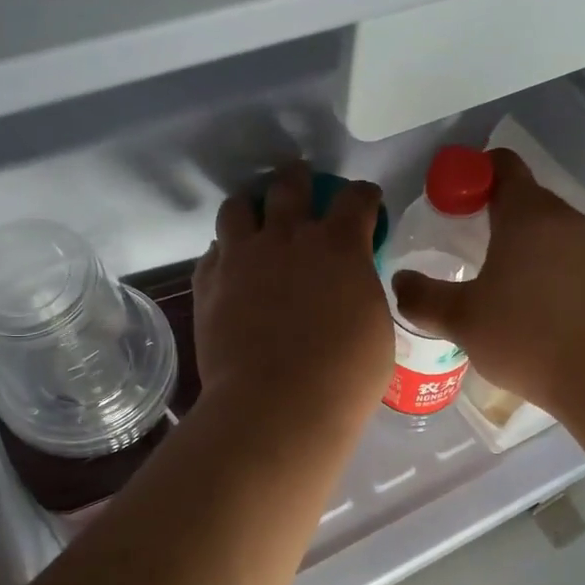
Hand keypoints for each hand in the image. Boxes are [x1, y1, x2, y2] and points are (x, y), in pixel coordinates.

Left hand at [194, 164, 393, 421]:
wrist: (277, 406)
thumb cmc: (344, 376)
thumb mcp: (375, 328)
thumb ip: (360, 293)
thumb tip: (350, 287)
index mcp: (339, 246)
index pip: (355, 198)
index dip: (363, 195)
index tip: (365, 200)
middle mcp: (288, 238)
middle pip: (289, 185)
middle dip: (299, 178)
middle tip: (300, 182)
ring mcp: (242, 258)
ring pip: (237, 208)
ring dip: (250, 208)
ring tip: (253, 218)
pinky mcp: (209, 284)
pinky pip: (212, 252)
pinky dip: (224, 253)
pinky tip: (230, 266)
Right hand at [391, 148, 584, 415]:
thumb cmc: (530, 337)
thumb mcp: (463, 320)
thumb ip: (423, 298)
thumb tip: (399, 282)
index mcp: (527, 215)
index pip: (502, 165)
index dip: (473, 174)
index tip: (452, 202)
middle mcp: (567, 221)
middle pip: (527, 200)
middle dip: (495, 216)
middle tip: (467, 249)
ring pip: (553, 235)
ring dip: (526, 249)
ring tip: (502, 289)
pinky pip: (574, 264)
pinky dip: (552, 276)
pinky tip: (540, 315)